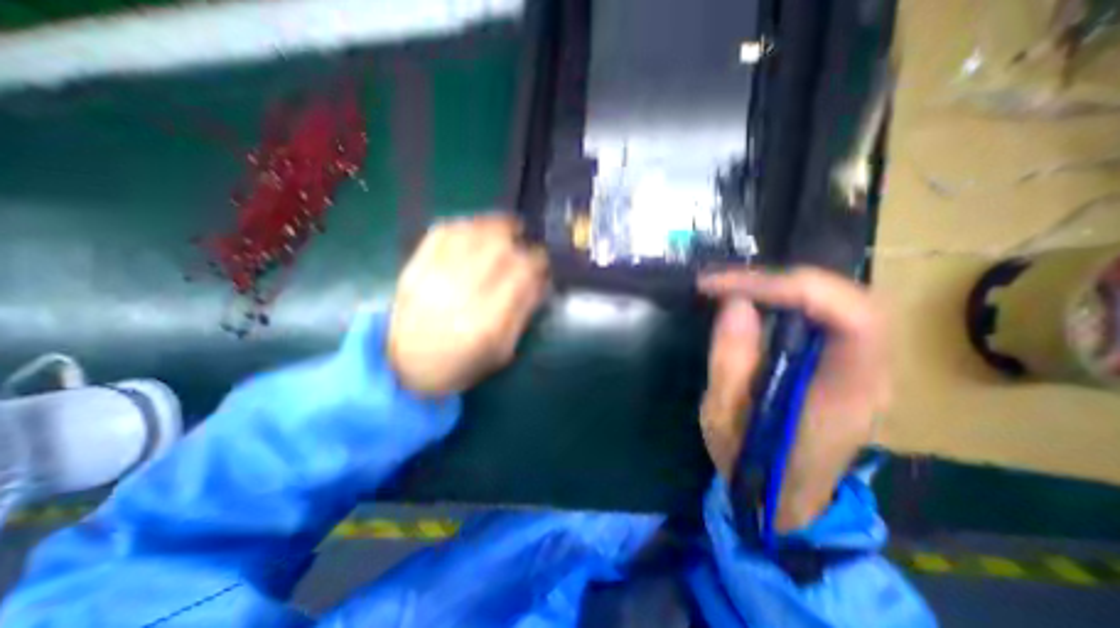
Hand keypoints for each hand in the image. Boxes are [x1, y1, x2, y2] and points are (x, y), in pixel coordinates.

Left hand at [388, 214, 548, 394]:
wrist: (406, 367)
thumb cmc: (462, 364)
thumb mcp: (503, 351)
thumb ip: (524, 313)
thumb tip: (542, 280)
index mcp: (486, 322)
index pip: (520, 274)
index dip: (537, 259)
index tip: (543, 259)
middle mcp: (460, 295)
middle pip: (497, 248)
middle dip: (518, 238)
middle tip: (526, 241)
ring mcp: (432, 278)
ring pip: (470, 234)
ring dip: (494, 225)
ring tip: (508, 227)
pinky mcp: (413, 269)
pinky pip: (441, 233)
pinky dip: (465, 224)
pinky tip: (478, 228)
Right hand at [699, 267, 888, 532]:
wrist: (786, 497)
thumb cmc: (751, 463)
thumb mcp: (723, 415)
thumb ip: (730, 359)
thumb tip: (735, 303)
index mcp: (843, 395)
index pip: (850, 319)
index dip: (790, 289)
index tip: (730, 287)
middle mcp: (871, 375)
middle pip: (852, 300)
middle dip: (784, 281)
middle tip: (729, 282)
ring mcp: (866, 368)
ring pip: (843, 301)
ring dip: (787, 287)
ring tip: (739, 288)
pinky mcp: (849, 365)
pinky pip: (831, 315)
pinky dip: (793, 300)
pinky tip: (760, 303)